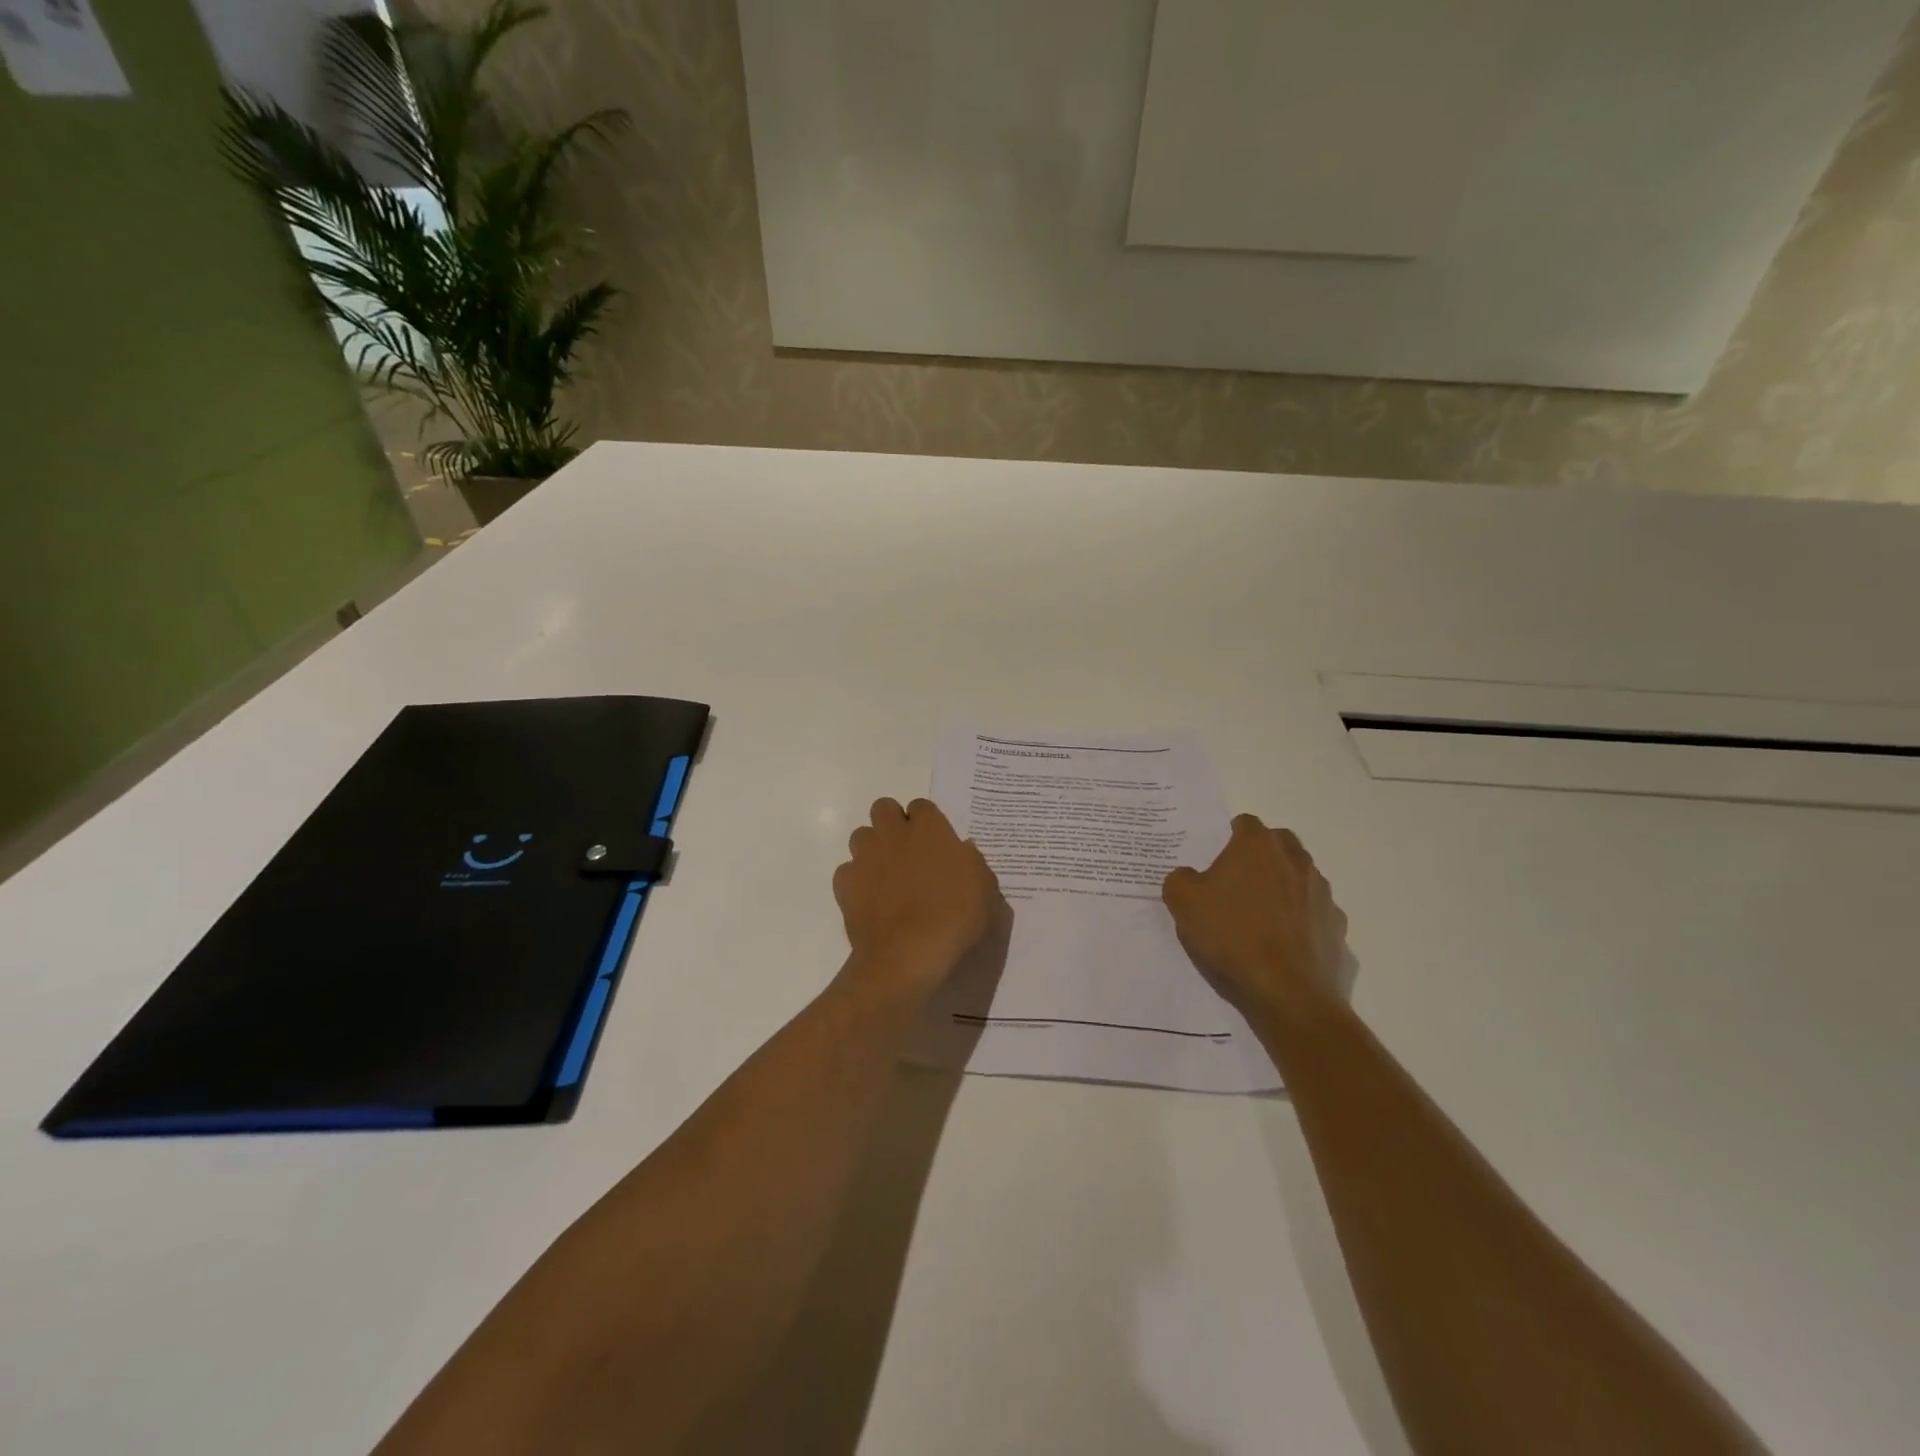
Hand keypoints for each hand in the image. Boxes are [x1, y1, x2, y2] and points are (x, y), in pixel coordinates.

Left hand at [834, 797, 1001, 996]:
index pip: (922, 806)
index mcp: (929, 829)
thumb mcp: (985, 889)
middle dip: (892, 822)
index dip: (927, 822)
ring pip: (861, 835)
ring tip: (886, 873)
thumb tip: (960, 851)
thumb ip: (971, 862)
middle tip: (907, 849)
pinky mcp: (845, 883)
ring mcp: (865, 857)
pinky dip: (857, 879)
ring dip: (872, 848)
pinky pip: (847, 870)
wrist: (908, 954)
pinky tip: (870, 898)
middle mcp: (893, 834)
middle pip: (883, 808)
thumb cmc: (955, 917)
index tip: (935, 842)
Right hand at [1162, 814, 1347, 1016]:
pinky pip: (1314, 911)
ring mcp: (1321, 892)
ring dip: (1283, 885)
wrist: (1288, 992)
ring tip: (1260, 916)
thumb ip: (1180, 879)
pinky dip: (1301, 918)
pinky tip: (1283, 942)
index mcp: (1257, 846)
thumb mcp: (1183, 903)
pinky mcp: (1337, 924)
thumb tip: (1189, 876)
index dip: (1228, 837)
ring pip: (1300, 875)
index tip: (1216, 859)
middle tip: (1238, 882)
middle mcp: (1295, 860)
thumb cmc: (1231, 936)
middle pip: (1278, 843)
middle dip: (1260, 856)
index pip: (1245, 823)